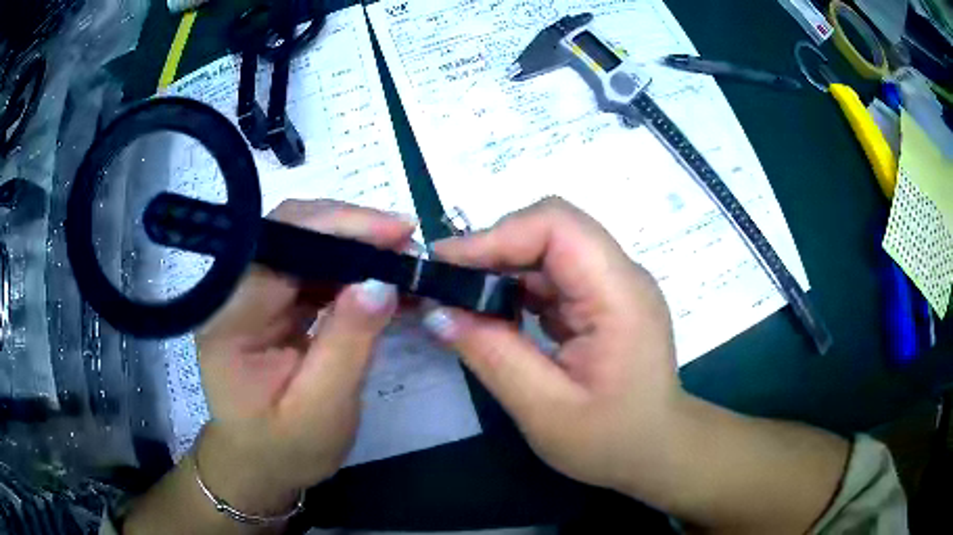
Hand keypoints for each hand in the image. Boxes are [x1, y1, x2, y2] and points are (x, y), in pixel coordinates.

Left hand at [194, 200, 415, 514]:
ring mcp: (252, 295)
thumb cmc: (287, 448)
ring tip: (402, 255)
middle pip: (289, 233)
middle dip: (351, 229)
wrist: (264, 464)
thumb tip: (382, 281)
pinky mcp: (273, 302)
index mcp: (230, 320)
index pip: (278, 249)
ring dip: (355, 245)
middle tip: (407, 241)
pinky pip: (312, 268)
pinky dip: (350, 266)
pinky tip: (381, 275)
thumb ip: (348, 345)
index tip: (396, 233)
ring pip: (304, 244)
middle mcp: (234, 295)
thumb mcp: (323, 409)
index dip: (336, 229)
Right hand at [423, 197, 681, 492]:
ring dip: (502, 267)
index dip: (497, 235)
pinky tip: (494, 314)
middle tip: (446, 283)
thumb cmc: (612, 440)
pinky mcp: (602, 299)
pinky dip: (517, 287)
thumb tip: (436, 311)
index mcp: (620, 295)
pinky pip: (553, 275)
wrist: (656, 450)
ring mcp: (613, 285)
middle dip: (494, 248)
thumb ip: (492, 354)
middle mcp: (621, 276)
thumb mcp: (544, 409)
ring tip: (460, 299)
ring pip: (548, 249)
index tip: (446, 265)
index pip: (558, 226)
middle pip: (552, 228)